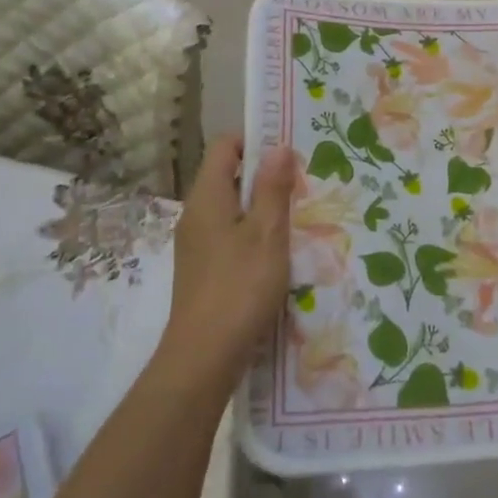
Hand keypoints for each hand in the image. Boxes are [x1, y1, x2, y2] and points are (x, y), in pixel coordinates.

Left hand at [159, 134, 298, 387]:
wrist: (203, 356)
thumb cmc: (240, 287)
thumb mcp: (267, 233)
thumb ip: (272, 188)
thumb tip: (278, 146)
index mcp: (207, 197)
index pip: (225, 146)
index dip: (255, 141)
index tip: (289, 154)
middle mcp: (195, 213)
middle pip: (228, 176)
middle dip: (264, 176)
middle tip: (301, 186)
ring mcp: (196, 243)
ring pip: (230, 208)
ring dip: (260, 207)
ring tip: (296, 218)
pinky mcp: (202, 268)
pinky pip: (228, 234)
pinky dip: (251, 233)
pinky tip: (276, 253)